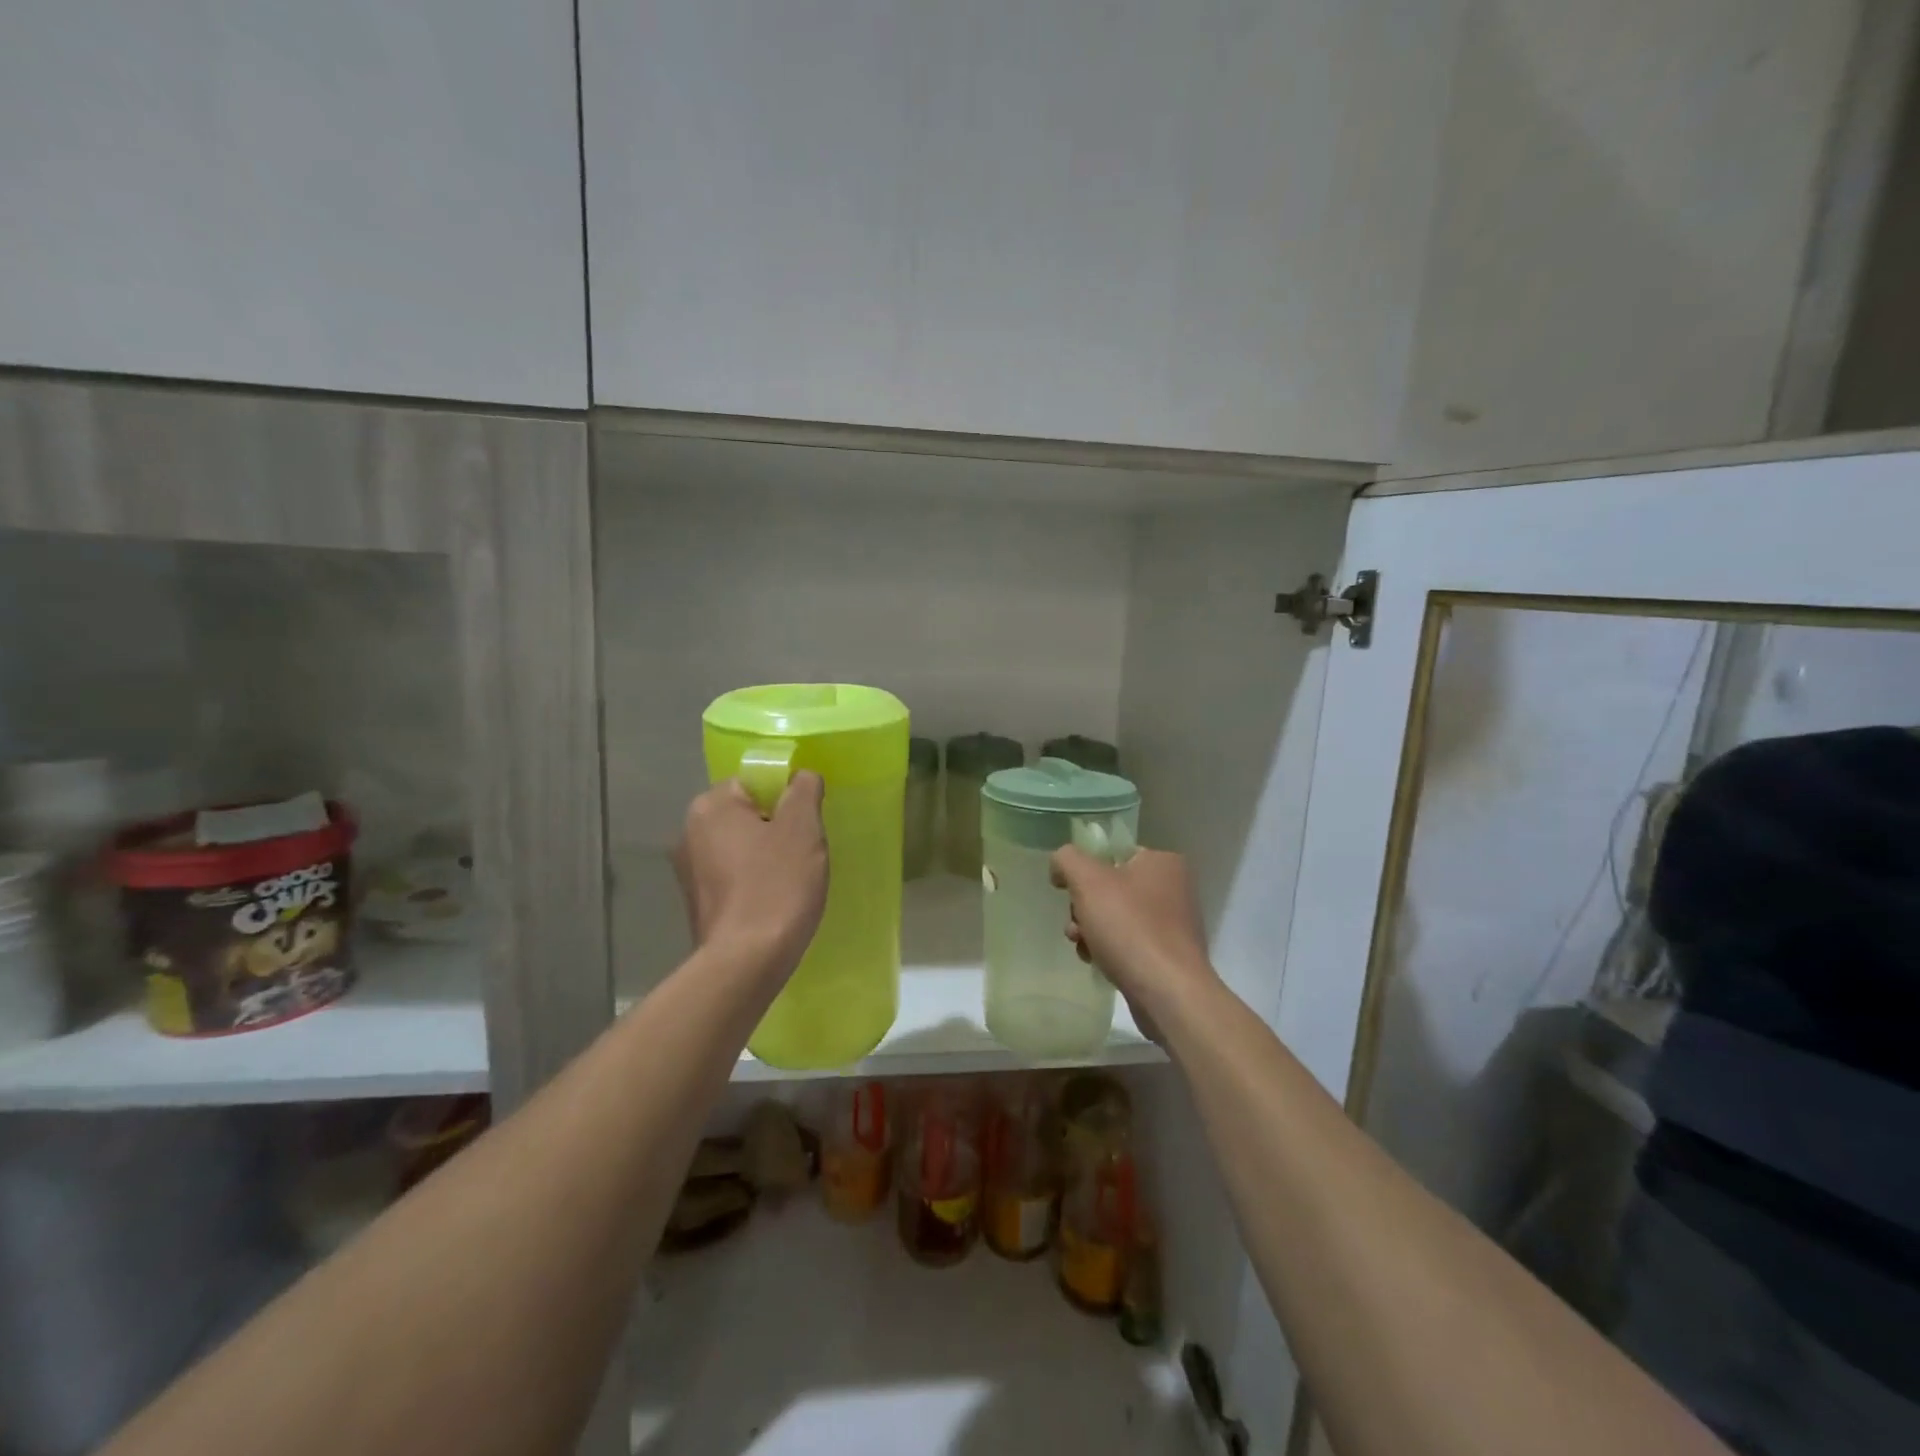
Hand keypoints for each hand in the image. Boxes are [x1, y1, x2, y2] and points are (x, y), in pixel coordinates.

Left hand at [674, 774, 828, 978]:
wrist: (747, 961)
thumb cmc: (777, 884)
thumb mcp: (802, 828)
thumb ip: (803, 790)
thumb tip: (801, 776)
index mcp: (711, 806)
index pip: (753, 782)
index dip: (785, 798)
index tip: (806, 823)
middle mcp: (689, 832)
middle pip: (746, 814)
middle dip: (776, 828)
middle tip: (805, 851)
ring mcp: (689, 871)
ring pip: (740, 847)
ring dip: (765, 856)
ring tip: (792, 880)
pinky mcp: (697, 903)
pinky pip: (733, 877)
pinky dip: (753, 882)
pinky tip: (773, 901)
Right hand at [1050, 846, 1216, 1037]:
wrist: (1168, 993)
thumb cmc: (1129, 927)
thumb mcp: (1088, 880)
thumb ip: (1067, 859)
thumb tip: (1060, 866)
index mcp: (1163, 862)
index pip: (1112, 854)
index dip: (1085, 871)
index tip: (1069, 893)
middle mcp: (1174, 888)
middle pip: (1111, 888)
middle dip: (1085, 907)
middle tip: (1076, 926)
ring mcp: (1173, 924)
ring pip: (1116, 917)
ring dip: (1091, 930)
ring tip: (1083, 947)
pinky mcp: (1169, 956)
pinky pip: (1129, 943)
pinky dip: (1109, 950)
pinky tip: (1098, 963)